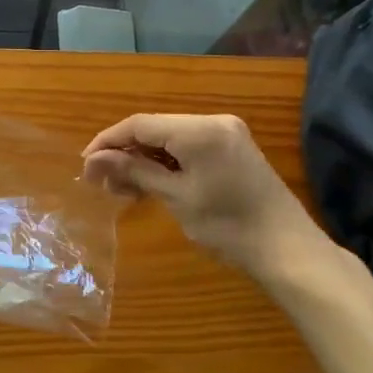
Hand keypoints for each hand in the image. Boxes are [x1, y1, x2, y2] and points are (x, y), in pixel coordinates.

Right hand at [82, 114, 319, 281]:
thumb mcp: (176, 198)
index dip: (108, 142)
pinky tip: (149, 184)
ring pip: (169, 138)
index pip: (140, 124)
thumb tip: (93, 159)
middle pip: (154, 129)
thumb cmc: (228, 226)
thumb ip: (134, 171)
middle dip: (124, 153)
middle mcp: (213, 121)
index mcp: (199, 129)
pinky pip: (188, 147)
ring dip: (143, 160)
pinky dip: (166, 163)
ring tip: (122, 189)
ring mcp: (226, 134)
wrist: (288, 250)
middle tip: (101, 183)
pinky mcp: (232, 149)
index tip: (84, 165)